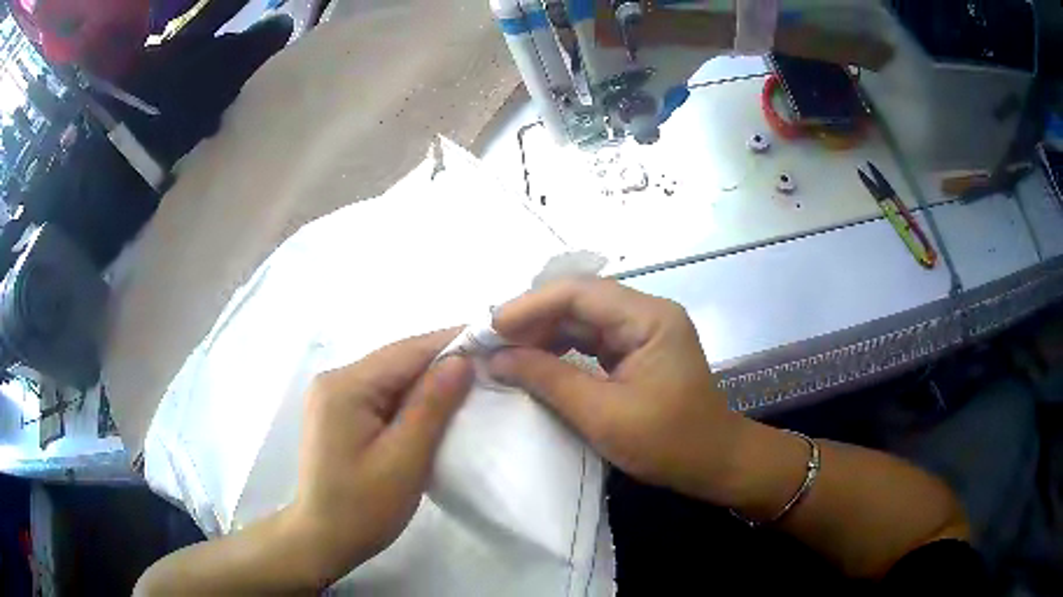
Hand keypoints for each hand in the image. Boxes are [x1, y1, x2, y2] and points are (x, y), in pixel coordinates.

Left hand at [290, 329, 473, 581]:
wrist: (323, 539)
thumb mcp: (404, 460)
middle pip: (397, 360)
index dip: (452, 343)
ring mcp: (333, 396)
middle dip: (442, 363)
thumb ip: (432, 406)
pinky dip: (410, 399)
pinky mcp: (338, 413)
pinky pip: (381, 394)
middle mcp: (334, 380)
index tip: (496, 342)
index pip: (407, 351)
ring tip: (471, 386)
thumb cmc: (363, 508)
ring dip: (428, 382)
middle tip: (491, 368)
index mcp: (344, 386)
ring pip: (391, 377)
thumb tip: (462, 360)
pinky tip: (434, 409)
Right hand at [489, 279, 746, 503]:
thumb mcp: (602, 415)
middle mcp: (647, 313)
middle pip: (580, 301)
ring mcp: (643, 331)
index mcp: (649, 317)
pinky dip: (561, 349)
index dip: (530, 305)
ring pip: (583, 319)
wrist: (715, 463)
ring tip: (506, 352)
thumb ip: (548, 379)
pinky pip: (592, 340)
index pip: (580, 291)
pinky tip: (535, 361)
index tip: (490, 327)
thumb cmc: (668, 443)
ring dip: (543, 333)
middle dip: (533, 320)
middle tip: (491, 343)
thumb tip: (497, 358)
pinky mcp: (637, 351)